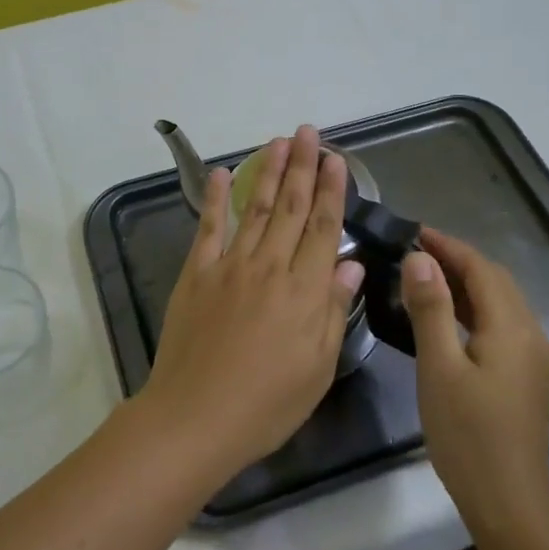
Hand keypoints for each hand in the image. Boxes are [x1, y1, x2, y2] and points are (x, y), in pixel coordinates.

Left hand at [140, 125, 365, 479]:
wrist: (196, 417)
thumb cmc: (267, 403)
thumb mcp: (317, 367)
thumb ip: (333, 311)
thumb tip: (352, 266)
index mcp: (304, 291)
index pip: (323, 228)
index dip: (331, 191)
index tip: (337, 160)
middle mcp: (270, 267)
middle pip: (290, 207)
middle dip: (302, 166)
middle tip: (308, 132)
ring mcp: (230, 266)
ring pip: (254, 208)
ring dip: (267, 172)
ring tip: (277, 141)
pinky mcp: (197, 273)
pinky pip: (208, 228)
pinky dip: (214, 197)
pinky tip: (222, 172)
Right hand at [403, 228, 548, 538]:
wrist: (508, 503)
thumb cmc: (467, 434)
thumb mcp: (439, 367)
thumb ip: (431, 308)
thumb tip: (420, 259)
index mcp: (512, 327)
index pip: (481, 268)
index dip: (448, 245)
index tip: (413, 230)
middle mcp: (530, 334)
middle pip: (495, 281)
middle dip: (457, 259)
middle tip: (413, 250)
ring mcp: (532, 357)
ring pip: (499, 302)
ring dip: (465, 283)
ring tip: (423, 275)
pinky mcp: (525, 376)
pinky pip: (500, 324)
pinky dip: (472, 308)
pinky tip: (446, 317)